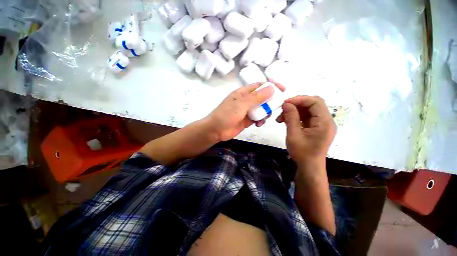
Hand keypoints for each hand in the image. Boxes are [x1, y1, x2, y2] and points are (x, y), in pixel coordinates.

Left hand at [205, 82, 284, 141]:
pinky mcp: (247, 120)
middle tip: (277, 107)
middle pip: (262, 98)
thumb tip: (271, 88)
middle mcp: (246, 100)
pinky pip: (258, 118)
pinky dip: (261, 120)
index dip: (271, 86)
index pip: (259, 86)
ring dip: (265, 112)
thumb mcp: (241, 104)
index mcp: (243, 93)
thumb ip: (256, 97)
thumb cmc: (226, 115)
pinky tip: (259, 124)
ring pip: (261, 109)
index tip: (282, 89)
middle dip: (270, 101)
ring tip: (264, 118)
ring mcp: (247, 111)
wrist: (216, 130)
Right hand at [276, 96, 335, 165]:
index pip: (315, 102)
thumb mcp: (294, 135)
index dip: (300, 99)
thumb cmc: (302, 153)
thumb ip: (291, 117)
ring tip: (280, 118)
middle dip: (296, 105)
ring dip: (293, 111)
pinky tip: (286, 121)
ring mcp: (321, 124)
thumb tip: (286, 104)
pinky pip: (306, 117)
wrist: (309, 167)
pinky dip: (295, 116)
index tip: (285, 103)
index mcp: (325, 122)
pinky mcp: (316, 127)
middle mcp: (326, 121)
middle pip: (312, 104)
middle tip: (282, 110)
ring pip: (307, 110)